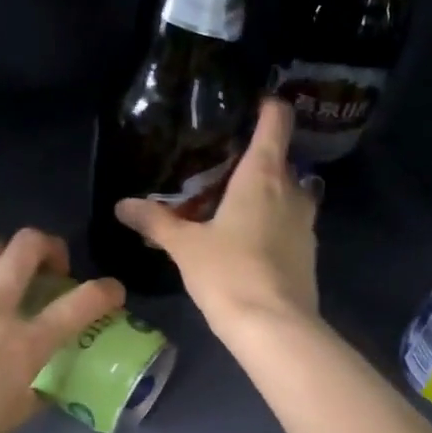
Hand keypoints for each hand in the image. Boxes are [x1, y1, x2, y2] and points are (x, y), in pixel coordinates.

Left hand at [0, 226, 124, 432]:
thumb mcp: (4, 423)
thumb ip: (27, 394)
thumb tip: (36, 382)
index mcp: (22, 349)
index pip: (80, 306)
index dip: (105, 292)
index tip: (112, 291)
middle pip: (26, 250)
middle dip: (49, 246)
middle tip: (51, 263)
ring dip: (6, 247)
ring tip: (9, 255)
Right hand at [114, 97, 319, 336]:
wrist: (274, 327)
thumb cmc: (228, 273)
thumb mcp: (185, 246)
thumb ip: (156, 222)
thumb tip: (122, 204)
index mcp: (263, 175)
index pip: (276, 121)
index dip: (267, 107)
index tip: (251, 105)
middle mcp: (292, 191)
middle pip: (280, 160)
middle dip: (255, 160)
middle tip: (222, 169)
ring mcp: (306, 223)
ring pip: (287, 194)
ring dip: (266, 194)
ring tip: (233, 205)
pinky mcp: (309, 252)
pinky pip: (290, 225)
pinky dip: (273, 223)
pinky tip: (248, 242)